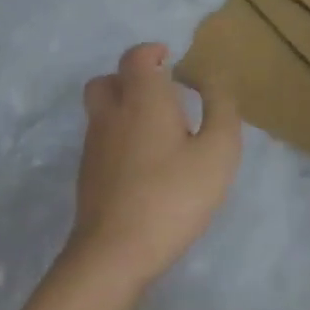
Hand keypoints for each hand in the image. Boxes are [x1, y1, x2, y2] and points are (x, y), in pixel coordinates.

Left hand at [69, 43, 241, 289]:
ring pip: (102, 110)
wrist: (114, 256)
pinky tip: (147, 162)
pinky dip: (121, 136)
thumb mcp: (218, 151)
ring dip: (126, 107)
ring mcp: (94, 147)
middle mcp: (111, 115)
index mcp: (143, 99)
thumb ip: (221, 109)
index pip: (136, 57)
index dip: (153, 52)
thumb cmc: (173, 196)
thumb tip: (214, 80)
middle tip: (163, 92)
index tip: (174, 62)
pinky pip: (102, 139)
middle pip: (108, 80)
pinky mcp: (88, 176)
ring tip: (161, 129)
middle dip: (132, 78)